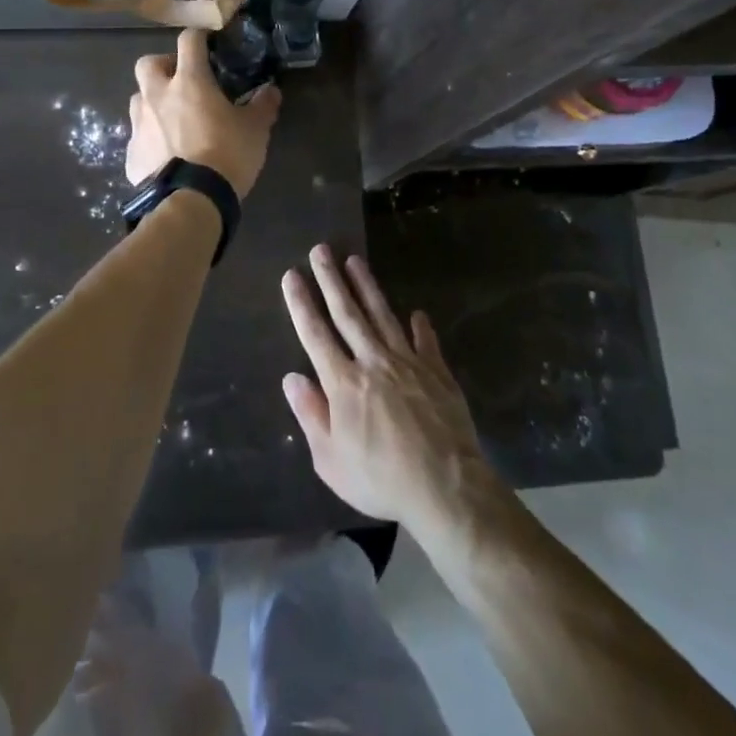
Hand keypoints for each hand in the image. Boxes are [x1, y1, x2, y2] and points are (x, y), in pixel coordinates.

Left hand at [126, 29, 279, 199]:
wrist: (191, 201)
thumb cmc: (227, 155)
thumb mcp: (255, 130)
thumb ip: (263, 106)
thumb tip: (271, 90)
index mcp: (189, 81)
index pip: (189, 41)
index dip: (199, 36)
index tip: (209, 41)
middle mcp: (157, 95)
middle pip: (148, 63)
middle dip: (163, 66)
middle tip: (182, 81)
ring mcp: (139, 125)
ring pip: (139, 99)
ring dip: (153, 102)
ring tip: (173, 120)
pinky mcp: (131, 154)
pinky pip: (139, 137)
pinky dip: (151, 139)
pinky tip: (166, 155)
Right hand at [280, 244, 498, 533]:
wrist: (444, 486)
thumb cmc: (381, 479)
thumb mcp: (331, 461)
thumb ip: (311, 415)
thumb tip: (292, 378)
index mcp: (343, 383)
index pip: (315, 334)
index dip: (301, 303)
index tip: (291, 275)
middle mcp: (372, 362)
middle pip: (347, 313)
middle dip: (330, 280)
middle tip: (320, 249)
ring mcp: (407, 362)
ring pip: (382, 315)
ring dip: (367, 286)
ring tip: (355, 260)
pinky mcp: (436, 371)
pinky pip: (426, 341)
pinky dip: (421, 326)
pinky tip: (417, 313)